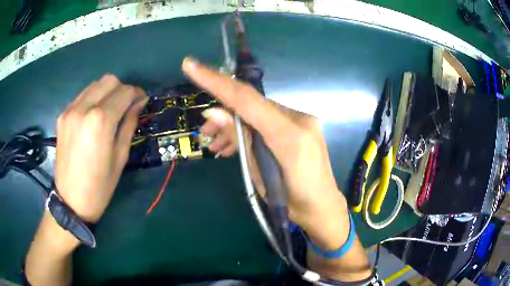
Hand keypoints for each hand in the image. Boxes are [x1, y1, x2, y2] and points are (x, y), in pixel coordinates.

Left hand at [55, 75, 147, 222]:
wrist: (70, 201)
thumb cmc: (100, 186)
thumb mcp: (120, 157)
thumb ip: (129, 124)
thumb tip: (138, 103)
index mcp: (100, 121)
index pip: (125, 92)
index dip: (137, 93)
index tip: (142, 101)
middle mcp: (84, 108)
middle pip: (109, 80)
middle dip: (122, 89)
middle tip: (126, 105)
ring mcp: (70, 110)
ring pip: (95, 84)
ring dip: (107, 91)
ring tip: (110, 109)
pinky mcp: (62, 115)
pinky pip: (82, 96)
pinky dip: (93, 98)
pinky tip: (93, 115)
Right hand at [182, 57, 349, 249]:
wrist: (321, 207)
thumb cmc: (291, 202)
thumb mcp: (259, 175)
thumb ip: (239, 140)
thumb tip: (214, 112)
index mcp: (289, 135)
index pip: (246, 99)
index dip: (216, 81)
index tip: (191, 65)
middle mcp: (299, 119)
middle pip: (251, 104)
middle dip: (223, 114)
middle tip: (205, 131)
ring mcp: (303, 121)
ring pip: (259, 113)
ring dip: (236, 124)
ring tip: (216, 143)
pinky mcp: (302, 126)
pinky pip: (270, 120)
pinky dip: (251, 128)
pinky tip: (236, 144)